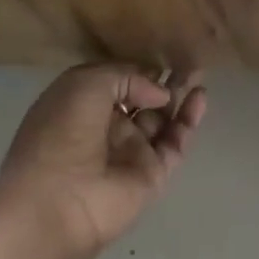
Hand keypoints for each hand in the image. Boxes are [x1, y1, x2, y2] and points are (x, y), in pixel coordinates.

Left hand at [0, 63, 207, 258]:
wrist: (58, 202)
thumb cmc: (61, 134)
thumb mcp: (85, 84)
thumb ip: (126, 77)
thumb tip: (159, 93)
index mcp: (80, 107)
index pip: (115, 83)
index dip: (137, 70)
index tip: (160, 56)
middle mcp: (106, 129)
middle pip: (141, 100)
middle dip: (163, 82)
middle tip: (189, 61)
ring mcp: (131, 152)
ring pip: (162, 120)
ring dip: (180, 96)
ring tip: (200, 72)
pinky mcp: (153, 173)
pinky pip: (176, 142)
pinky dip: (189, 120)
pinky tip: (200, 96)